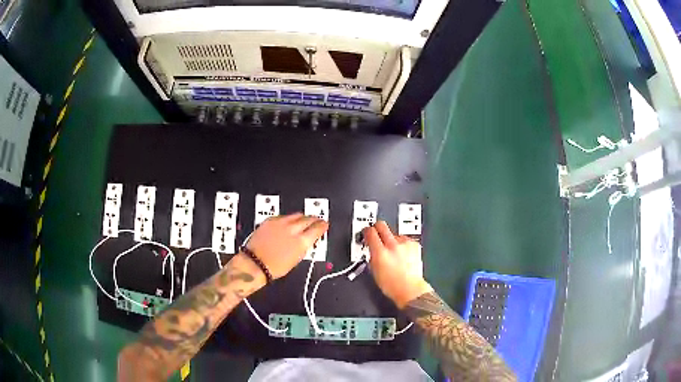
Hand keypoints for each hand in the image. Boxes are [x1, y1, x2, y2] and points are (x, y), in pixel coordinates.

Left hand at [245, 213, 327, 278]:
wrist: (255, 263)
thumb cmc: (275, 267)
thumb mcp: (297, 259)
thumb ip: (304, 245)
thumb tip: (308, 238)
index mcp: (302, 241)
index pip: (318, 228)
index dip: (322, 225)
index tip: (324, 224)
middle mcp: (293, 229)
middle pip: (308, 218)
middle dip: (314, 219)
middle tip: (316, 221)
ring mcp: (281, 223)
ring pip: (297, 215)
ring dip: (301, 218)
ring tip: (302, 221)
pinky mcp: (270, 220)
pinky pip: (284, 216)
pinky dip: (288, 219)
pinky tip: (287, 223)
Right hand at [365, 221, 432, 307]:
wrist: (410, 289)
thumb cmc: (392, 285)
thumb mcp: (374, 271)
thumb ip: (372, 255)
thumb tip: (371, 246)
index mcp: (380, 253)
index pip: (370, 232)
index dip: (367, 231)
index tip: (366, 232)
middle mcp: (393, 246)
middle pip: (382, 225)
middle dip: (377, 227)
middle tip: (376, 232)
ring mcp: (405, 244)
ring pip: (394, 233)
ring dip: (392, 240)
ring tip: (393, 252)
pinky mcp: (414, 245)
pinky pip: (405, 239)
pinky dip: (402, 245)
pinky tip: (402, 254)